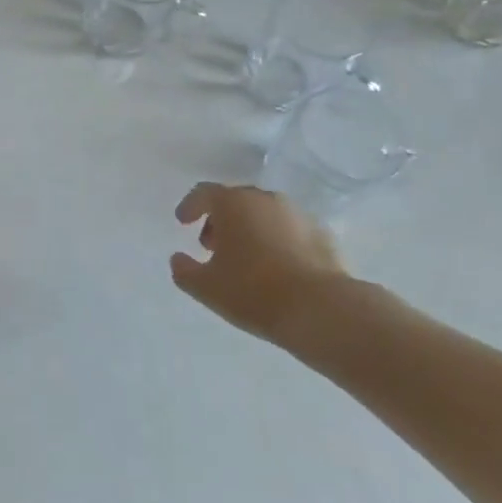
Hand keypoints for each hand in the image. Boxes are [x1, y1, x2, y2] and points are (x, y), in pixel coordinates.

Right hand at [170, 183, 350, 346]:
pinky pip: (289, 229)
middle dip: (220, 219)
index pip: (203, 193)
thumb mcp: (206, 287)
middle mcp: (265, 198)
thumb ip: (184, 270)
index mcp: (233, 203)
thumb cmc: (253, 291)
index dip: (190, 206)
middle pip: (235, 200)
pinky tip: (276, 267)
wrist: (321, 309)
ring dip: (249, 228)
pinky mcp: (323, 233)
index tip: (183, 222)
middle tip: (213, 245)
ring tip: (245, 258)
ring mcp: (297, 214)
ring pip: (264, 213)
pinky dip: (276, 240)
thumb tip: (178, 259)